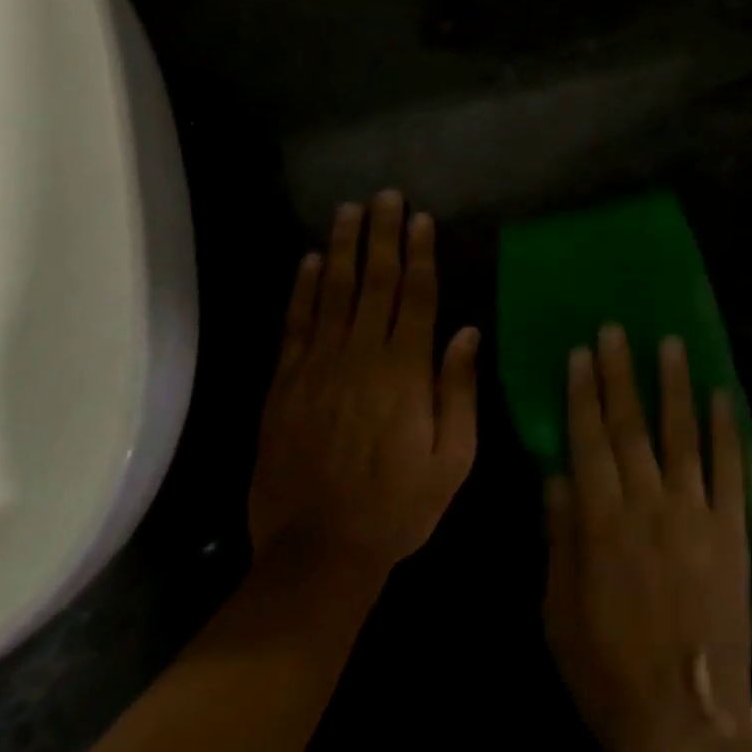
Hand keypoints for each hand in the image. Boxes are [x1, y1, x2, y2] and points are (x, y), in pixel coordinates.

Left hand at [248, 190, 480, 583]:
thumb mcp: (453, 459)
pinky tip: (306, 262)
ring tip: (348, 211)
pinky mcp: (284, 386)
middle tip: (385, 195)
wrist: (317, 555)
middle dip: (382, 235)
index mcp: (405, 371)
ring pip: (332, 293)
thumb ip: (460, 390)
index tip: (421, 217)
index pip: (417, 296)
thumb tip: (467, 331)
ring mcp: (318, 368)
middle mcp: (361, 357)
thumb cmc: (398, 507)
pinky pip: (295, 326)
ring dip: (341, 249)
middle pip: (375, 282)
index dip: (421, 253)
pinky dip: (300, 291)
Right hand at [543, 326, 751, 751]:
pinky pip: (730, 469)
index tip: (580, 353)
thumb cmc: (609, 669)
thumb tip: (556, 475)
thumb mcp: (560, 613)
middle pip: (631, 425)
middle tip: (616, 329)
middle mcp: (648, 502)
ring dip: (675, 385)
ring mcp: (695, 511)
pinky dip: (727, 430)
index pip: (589, 440)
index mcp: (602, 521)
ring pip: (682, 434)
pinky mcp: (731, 528)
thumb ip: (559, 538)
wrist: (686, 716)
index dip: (583, 394)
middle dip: (621, 373)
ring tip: (671, 341)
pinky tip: (722, 395)